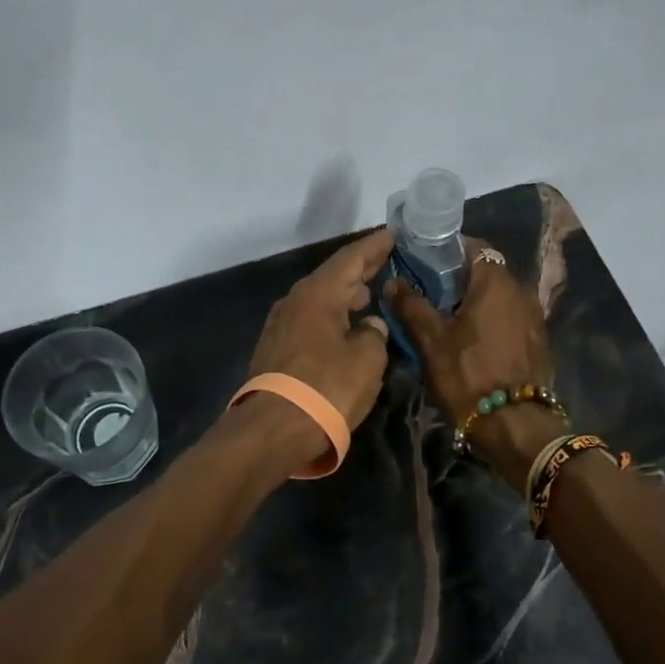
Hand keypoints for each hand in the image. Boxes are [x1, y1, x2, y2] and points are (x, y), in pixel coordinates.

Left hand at [243, 228, 394, 462]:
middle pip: (332, 276)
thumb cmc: (327, 388)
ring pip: (320, 299)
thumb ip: (374, 334)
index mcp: (318, 294)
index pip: (350, 258)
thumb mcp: (367, 359)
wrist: (272, 429)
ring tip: (369, 293)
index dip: (374, 246)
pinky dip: (331, 316)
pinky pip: (310, 320)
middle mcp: (295, 301)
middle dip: (360, 269)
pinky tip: (345, 326)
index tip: (392, 234)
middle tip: (385, 260)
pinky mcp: (276, 350)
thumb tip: (369, 326)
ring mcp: (281, 325)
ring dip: (345, 294)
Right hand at [384, 239, 559, 490]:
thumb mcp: (431, 340)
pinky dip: (491, 321)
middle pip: (486, 272)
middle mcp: (521, 291)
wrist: (515, 426)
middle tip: (429, 293)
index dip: (447, 251)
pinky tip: (472, 341)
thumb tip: (393, 282)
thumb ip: (411, 305)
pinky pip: (509, 318)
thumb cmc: (468, 375)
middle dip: (458, 278)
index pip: (473, 246)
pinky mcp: (537, 342)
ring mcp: (534, 318)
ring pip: (499, 297)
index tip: (424, 262)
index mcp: (496, 282)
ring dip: (475, 302)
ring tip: (447, 319)